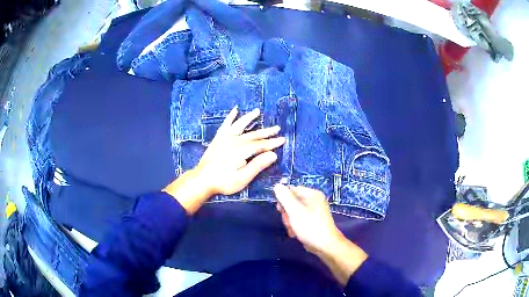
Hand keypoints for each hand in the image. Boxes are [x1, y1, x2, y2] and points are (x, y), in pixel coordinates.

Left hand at [196, 106, 284, 195]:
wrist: (202, 179)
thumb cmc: (224, 181)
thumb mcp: (243, 178)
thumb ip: (257, 165)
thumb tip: (273, 155)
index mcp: (242, 150)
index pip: (261, 145)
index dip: (272, 143)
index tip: (283, 139)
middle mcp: (234, 140)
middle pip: (253, 135)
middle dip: (266, 132)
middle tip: (277, 128)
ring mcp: (225, 138)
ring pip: (240, 125)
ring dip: (249, 118)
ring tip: (257, 111)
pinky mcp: (218, 138)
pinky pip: (225, 124)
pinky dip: (230, 117)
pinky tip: (235, 110)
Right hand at [274, 184, 367, 285]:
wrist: (325, 245)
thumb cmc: (310, 226)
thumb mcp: (294, 210)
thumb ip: (284, 197)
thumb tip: (277, 185)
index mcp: (312, 194)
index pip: (292, 190)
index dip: (283, 200)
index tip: (281, 210)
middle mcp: (314, 200)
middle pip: (292, 202)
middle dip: (287, 213)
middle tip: (289, 222)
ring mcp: (314, 211)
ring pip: (294, 213)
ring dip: (290, 222)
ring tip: (293, 230)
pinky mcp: (313, 222)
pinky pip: (299, 220)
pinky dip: (295, 226)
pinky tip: (295, 234)